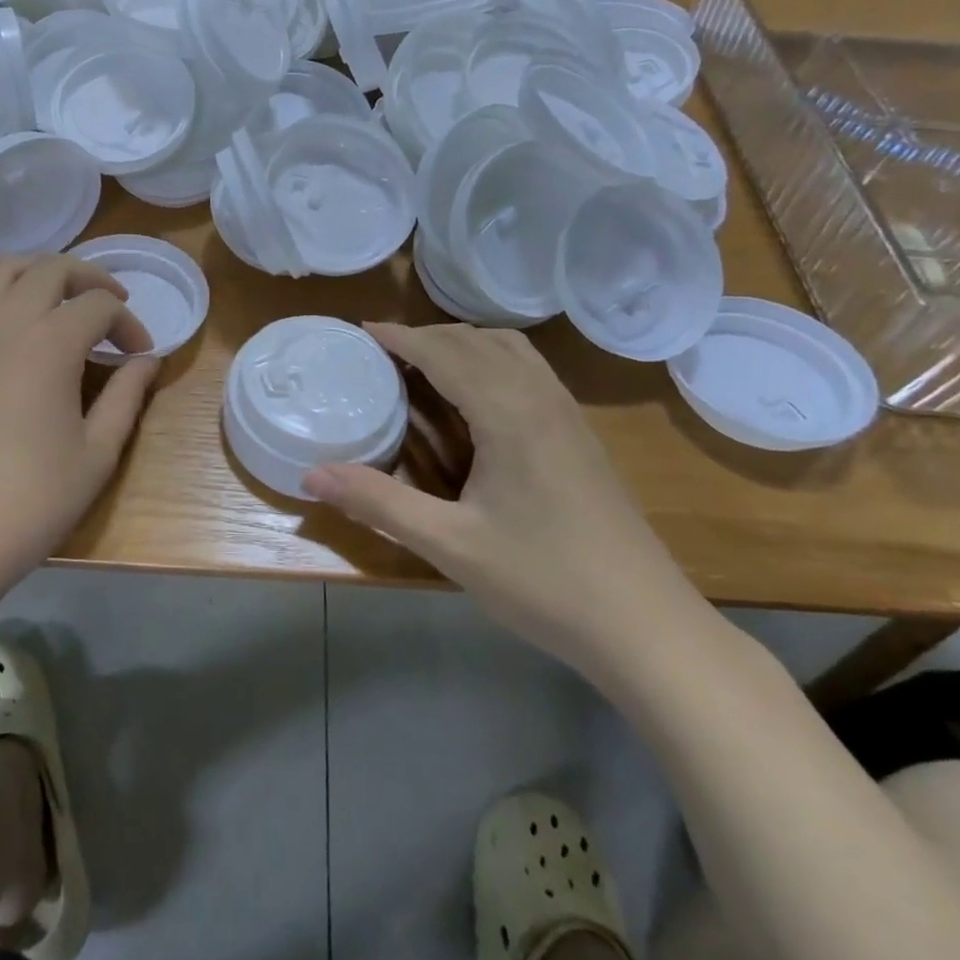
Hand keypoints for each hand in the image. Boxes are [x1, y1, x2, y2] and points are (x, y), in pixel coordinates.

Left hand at [0, 255, 159, 612]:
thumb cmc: (29, 500)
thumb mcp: (96, 454)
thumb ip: (127, 398)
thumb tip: (148, 362)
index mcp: (50, 343)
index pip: (100, 306)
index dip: (129, 324)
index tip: (142, 356)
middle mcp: (6, 323)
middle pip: (52, 268)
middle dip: (90, 278)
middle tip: (111, 307)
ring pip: (2, 271)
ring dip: (38, 272)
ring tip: (60, 298)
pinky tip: (2, 320)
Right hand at [304, 323, 703, 668]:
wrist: (648, 628)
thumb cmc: (544, 582)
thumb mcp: (450, 545)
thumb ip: (378, 502)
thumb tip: (311, 475)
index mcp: (508, 412)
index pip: (444, 352)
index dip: (400, 337)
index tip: (361, 331)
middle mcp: (540, 397)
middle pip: (476, 341)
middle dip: (426, 336)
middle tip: (383, 355)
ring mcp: (568, 414)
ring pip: (510, 349)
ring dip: (463, 344)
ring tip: (425, 366)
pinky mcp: (581, 434)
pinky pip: (530, 369)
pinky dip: (492, 360)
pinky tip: (479, 397)